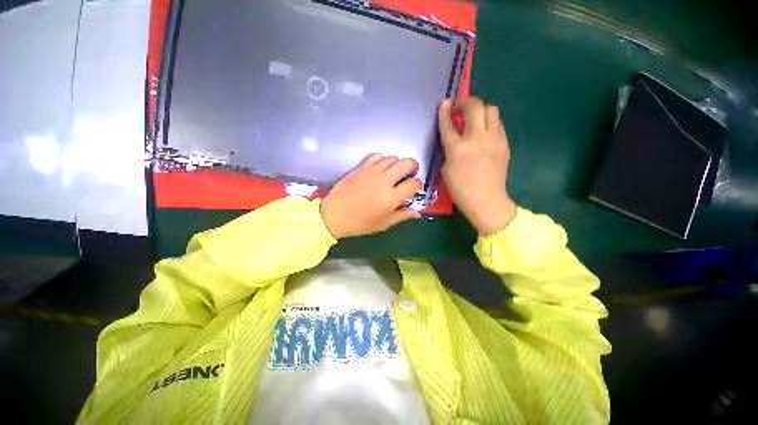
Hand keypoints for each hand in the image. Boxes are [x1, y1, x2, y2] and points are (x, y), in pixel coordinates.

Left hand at [321, 154, 421, 238]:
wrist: (335, 215)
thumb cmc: (360, 223)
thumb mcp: (384, 223)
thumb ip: (402, 216)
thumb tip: (418, 213)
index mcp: (392, 197)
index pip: (414, 184)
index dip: (418, 185)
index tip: (414, 188)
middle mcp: (385, 180)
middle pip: (407, 163)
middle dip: (413, 167)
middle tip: (410, 174)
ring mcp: (372, 171)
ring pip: (393, 158)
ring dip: (398, 164)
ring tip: (394, 172)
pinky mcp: (361, 166)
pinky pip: (377, 155)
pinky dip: (382, 159)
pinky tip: (380, 168)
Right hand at [438, 97, 516, 235]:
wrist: (486, 200)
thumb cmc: (460, 189)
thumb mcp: (446, 170)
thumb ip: (448, 150)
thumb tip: (453, 139)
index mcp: (457, 148)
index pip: (448, 123)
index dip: (445, 111)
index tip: (444, 103)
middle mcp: (476, 138)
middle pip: (474, 106)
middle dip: (465, 102)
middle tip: (460, 109)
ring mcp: (493, 139)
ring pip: (491, 109)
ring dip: (480, 110)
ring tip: (474, 120)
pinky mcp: (504, 143)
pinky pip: (497, 123)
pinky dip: (489, 123)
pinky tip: (484, 133)